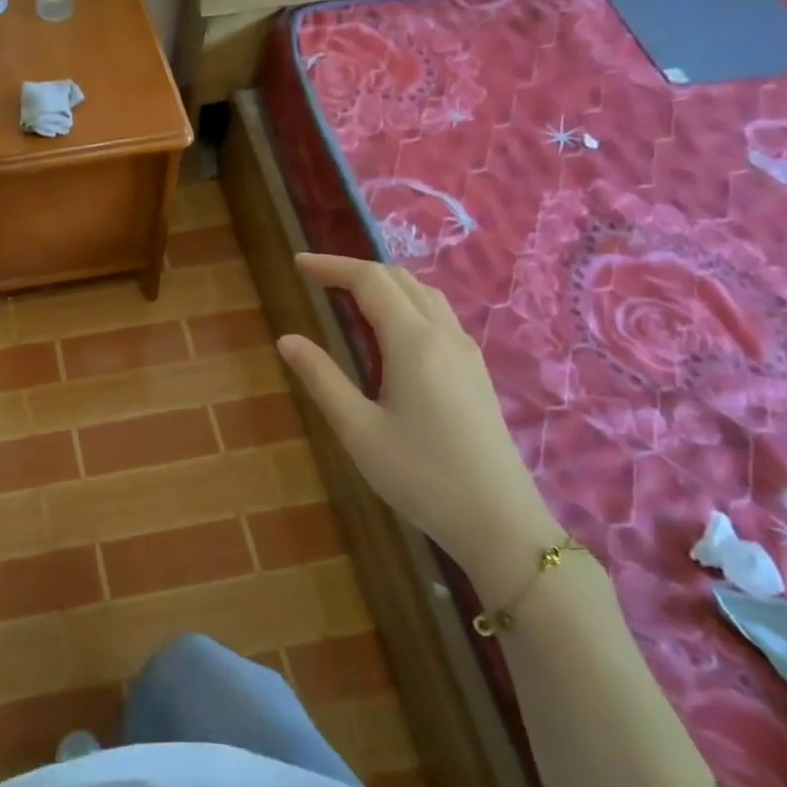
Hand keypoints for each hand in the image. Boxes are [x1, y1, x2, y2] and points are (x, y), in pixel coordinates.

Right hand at [277, 253, 560, 605]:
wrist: (500, 522)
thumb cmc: (421, 476)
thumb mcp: (358, 430)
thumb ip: (321, 378)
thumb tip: (287, 339)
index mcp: (414, 342)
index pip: (369, 281)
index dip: (331, 266)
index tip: (297, 264)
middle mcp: (444, 335)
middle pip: (400, 279)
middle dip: (355, 270)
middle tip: (316, 278)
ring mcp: (466, 352)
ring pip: (424, 294)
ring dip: (384, 284)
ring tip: (348, 296)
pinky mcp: (475, 372)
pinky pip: (438, 315)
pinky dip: (405, 303)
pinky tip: (390, 329)